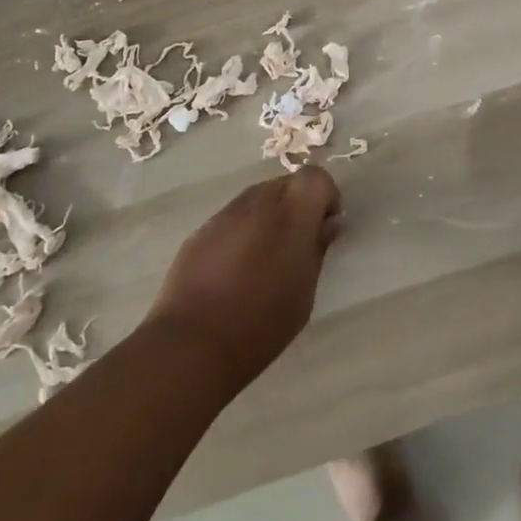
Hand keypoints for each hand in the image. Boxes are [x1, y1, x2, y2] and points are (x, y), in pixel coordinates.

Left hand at [144, 166, 342, 388]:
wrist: (192, 344)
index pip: (315, 176)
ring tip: (264, 259)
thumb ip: (318, 248)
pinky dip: (243, 231)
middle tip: (296, 245)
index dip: (324, 197)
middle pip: (286, 183)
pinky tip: (235, 269)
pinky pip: (232, 217)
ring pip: (258, 198)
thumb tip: (328, 224)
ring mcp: (226, 213)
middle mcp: (259, 202)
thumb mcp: (305, 291)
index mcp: (292, 214)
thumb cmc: (262, 323)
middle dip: (297, 205)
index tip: (323, 228)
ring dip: (269, 217)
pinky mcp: (201, 230)